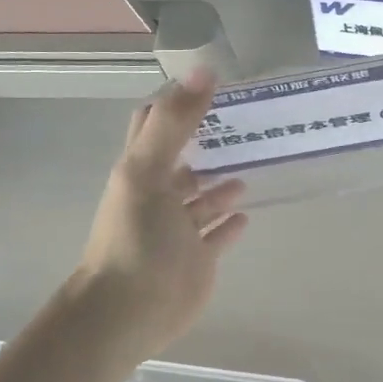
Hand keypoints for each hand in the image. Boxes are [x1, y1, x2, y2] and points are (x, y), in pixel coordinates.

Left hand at [71, 68, 246, 356]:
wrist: (128, 311)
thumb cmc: (135, 238)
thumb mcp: (148, 172)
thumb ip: (174, 123)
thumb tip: (204, 70)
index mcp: (142, 169)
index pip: (156, 123)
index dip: (179, 102)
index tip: (214, 85)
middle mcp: (159, 195)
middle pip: (185, 159)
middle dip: (211, 141)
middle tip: (250, 122)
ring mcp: (179, 229)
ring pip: (203, 198)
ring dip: (223, 182)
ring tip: (255, 163)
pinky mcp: (197, 259)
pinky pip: (216, 235)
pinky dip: (230, 224)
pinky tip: (248, 214)